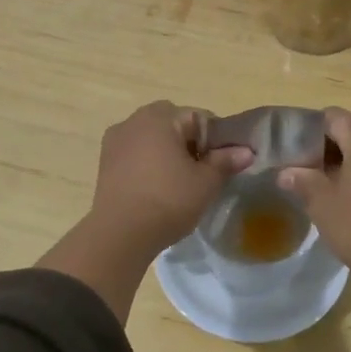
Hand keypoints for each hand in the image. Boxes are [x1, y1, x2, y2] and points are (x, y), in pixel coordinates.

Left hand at [39, 103, 252, 321]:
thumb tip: (246, 151)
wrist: (119, 234)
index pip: (200, 118)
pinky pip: (135, 152)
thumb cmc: (168, 201)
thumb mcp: (205, 183)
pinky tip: (155, 187)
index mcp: (161, 117)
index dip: (217, 140)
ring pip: (152, 137)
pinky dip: (148, 162)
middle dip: (190, 143)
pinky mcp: (104, 160)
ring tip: (178, 182)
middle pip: (174, 124)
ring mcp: (116, 139)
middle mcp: (135, 119)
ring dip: (167, 151)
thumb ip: (226, 161)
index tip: (222, 164)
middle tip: (201, 172)